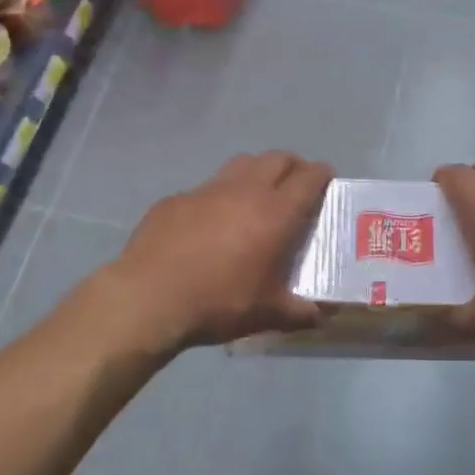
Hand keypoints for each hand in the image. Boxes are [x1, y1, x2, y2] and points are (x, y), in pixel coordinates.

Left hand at [84, 152, 331, 355]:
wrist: (148, 298)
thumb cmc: (218, 302)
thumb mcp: (266, 314)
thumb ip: (300, 312)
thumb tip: (322, 315)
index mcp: (275, 212)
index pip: (309, 177)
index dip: (322, 175)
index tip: (327, 181)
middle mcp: (245, 189)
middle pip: (277, 158)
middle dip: (293, 166)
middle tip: (296, 185)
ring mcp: (207, 189)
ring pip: (242, 164)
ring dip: (257, 172)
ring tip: (257, 195)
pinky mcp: (176, 198)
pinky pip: (206, 187)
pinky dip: (219, 196)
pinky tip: (210, 222)